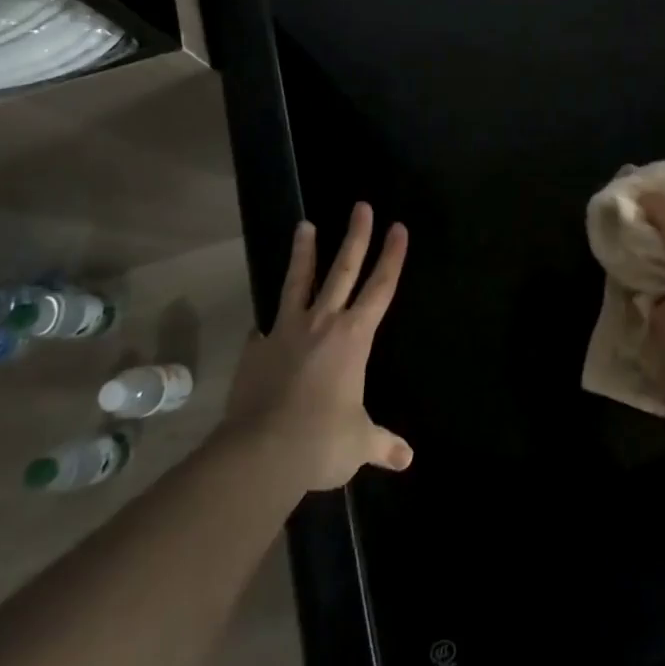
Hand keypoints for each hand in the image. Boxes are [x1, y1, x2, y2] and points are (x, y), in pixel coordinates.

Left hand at [222, 202, 413, 491]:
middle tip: (360, 207)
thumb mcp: (358, 443)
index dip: (392, 257)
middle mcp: (322, 323)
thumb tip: (406, 459)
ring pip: (298, 282)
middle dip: (356, 237)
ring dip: (304, 253)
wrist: (261, 453)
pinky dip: (269, 323)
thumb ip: (381, 444)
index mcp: (354, 337)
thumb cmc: (321, 441)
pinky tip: (264, 323)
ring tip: (304, 225)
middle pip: (343, 270)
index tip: (398, 227)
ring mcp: (286, 331)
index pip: (380, 287)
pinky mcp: (257, 348)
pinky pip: (266, 328)